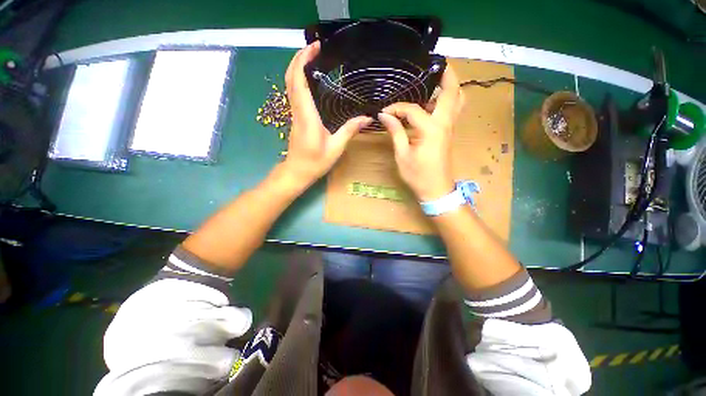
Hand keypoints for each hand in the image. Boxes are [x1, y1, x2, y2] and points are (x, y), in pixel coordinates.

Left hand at [281, 41, 372, 188]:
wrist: (297, 172)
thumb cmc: (315, 162)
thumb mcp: (336, 148)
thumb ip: (349, 130)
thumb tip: (367, 117)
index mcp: (307, 116)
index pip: (298, 81)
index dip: (303, 60)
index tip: (314, 47)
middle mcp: (297, 111)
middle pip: (290, 78)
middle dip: (299, 58)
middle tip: (314, 47)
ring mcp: (294, 114)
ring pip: (290, 84)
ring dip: (297, 67)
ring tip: (313, 58)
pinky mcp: (295, 118)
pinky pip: (294, 93)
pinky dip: (299, 79)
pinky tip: (310, 79)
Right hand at [378, 67, 463, 200]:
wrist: (436, 190)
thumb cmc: (418, 175)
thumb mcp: (402, 155)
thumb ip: (396, 132)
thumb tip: (385, 116)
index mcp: (431, 130)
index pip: (413, 110)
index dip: (397, 108)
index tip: (384, 112)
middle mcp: (445, 124)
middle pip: (453, 93)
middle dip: (448, 75)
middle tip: (439, 63)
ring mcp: (450, 129)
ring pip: (457, 101)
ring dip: (451, 87)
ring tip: (437, 78)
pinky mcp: (449, 134)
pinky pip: (452, 111)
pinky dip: (447, 100)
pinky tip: (433, 101)